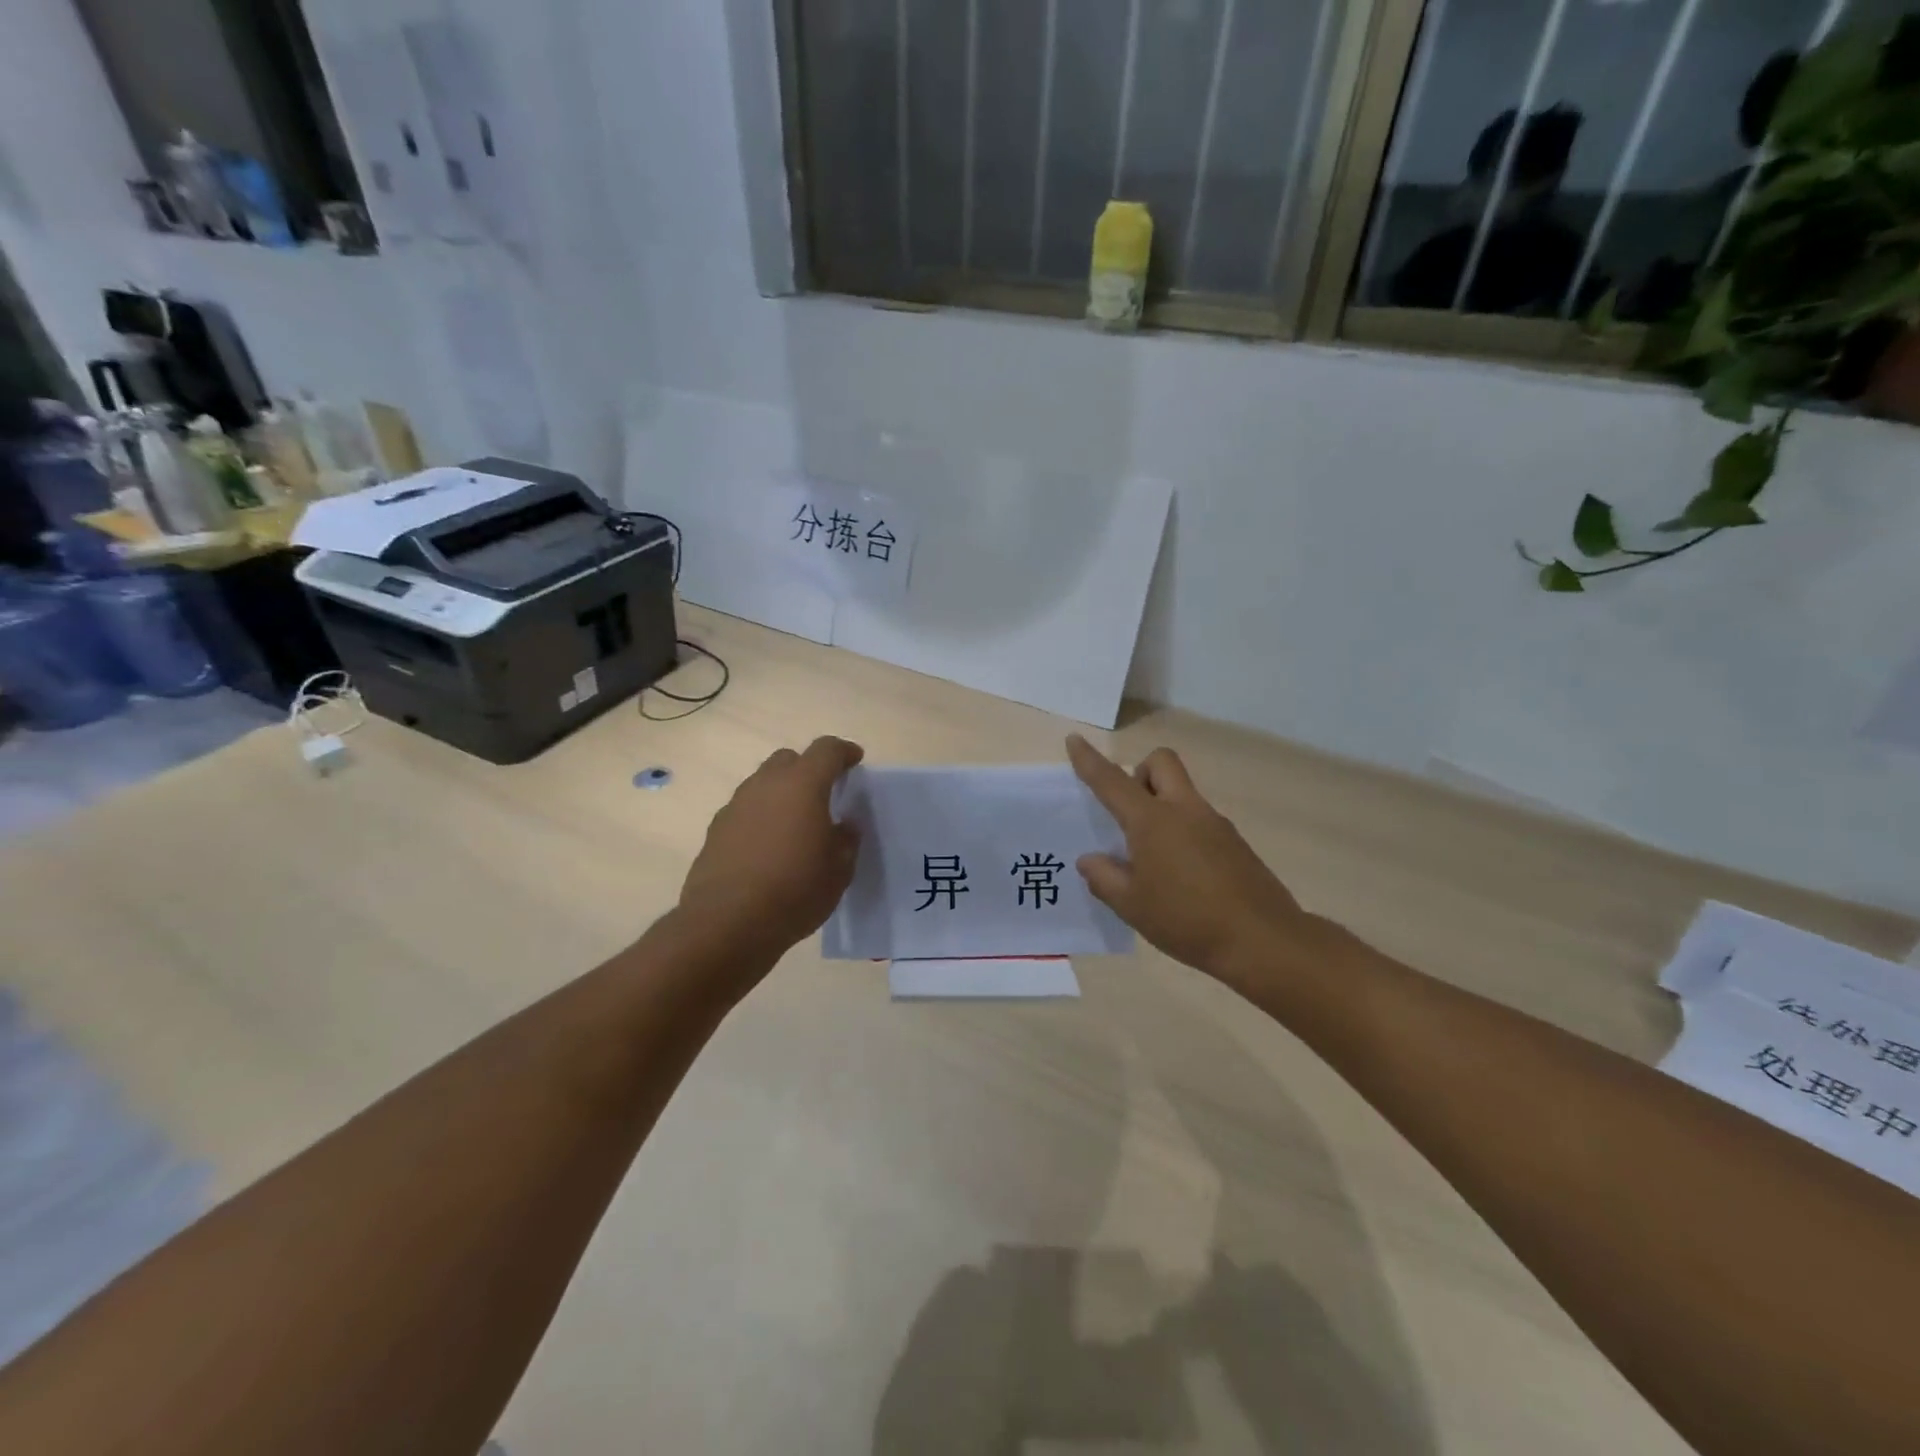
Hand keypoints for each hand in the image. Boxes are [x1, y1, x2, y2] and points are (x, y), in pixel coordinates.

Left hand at [677, 737, 864, 963]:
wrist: (727, 924)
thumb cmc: (795, 891)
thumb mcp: (839, 870)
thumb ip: (846, 840)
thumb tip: (843, 826)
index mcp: (803, 785)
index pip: (826, 750)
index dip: (843, 751)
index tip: (855, 761)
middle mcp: (766, 785)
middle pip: (789, 759)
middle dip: (808, 769)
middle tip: (824, 794)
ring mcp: (736, 806)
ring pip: (763, 784)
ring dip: (782, 794)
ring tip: (795, 825)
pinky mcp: (716, 830)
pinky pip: (745, 811)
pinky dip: (761, 818)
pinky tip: (768, 848)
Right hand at [1067, 734, 1313, 983]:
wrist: (1262, 940)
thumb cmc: (1186, 920)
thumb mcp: (1131, 905)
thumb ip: (1104, 877)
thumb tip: (1090, 860)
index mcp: (1152, 821)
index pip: (1112, 780)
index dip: (1089, 760)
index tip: (1074, 740)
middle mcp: (1184, 810)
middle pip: (1161, 762)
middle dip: (1140, 773)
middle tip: (1129, 811)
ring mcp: (1215, 824)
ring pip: (1182, 792)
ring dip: (1162, 805)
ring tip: (1151, 858)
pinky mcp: (1234, 843)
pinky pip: (1200, 820)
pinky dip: (1183, 831)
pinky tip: (1181, 875)